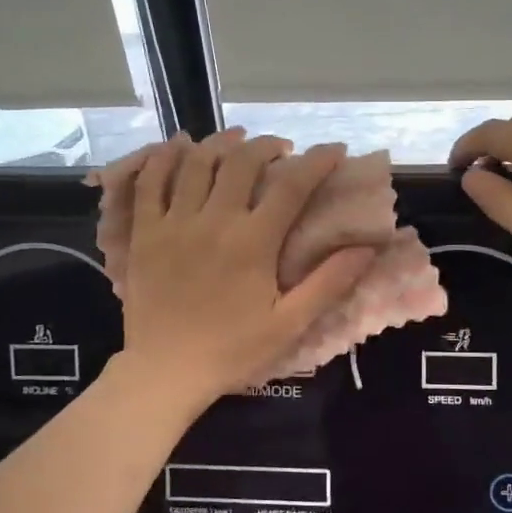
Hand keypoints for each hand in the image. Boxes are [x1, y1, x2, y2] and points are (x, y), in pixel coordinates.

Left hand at [117, 129, 373, 410]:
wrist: (165, 373)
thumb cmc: (232, 351)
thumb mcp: (289, 324)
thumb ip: (329, 283)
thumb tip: (368, 248)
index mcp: (253, 242)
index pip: (292, 186)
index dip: (317, 161)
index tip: (334, 149)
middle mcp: (213, 221)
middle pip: (241, 162)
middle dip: (267, 145)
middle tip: (282, 148)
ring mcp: (173, 223)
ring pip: (197, 162)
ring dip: (221, 143)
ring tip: (237, 139)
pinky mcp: (144, 233)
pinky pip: (149, 182)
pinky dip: (164, 157)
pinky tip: (178, 147)